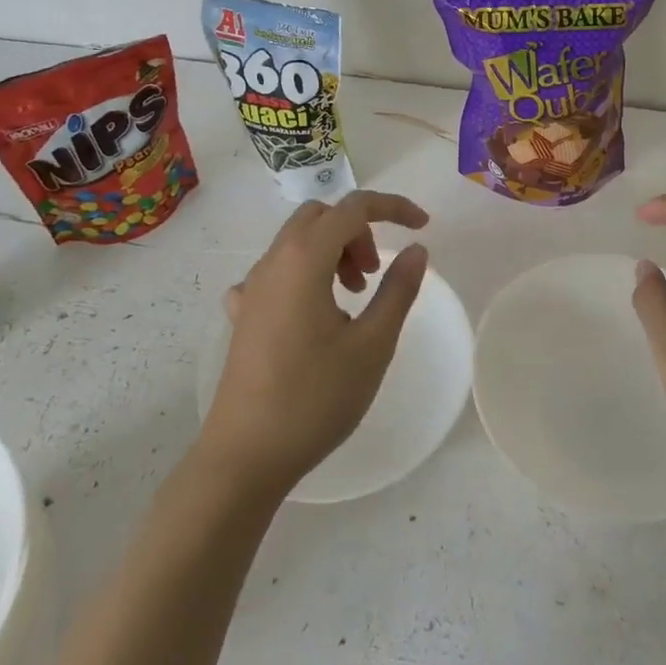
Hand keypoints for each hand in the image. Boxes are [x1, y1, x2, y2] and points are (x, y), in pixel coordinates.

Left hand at [198, 191, 429, 500]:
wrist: (244, 457)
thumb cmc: (315, 398)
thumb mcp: (372, 344)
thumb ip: (398, 289)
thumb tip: (417, 249)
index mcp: (305, 259)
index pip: (353, 207)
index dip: (393, 207)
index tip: (423, 226)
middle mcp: (273, 262)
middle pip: (321, 217)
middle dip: (357, 231)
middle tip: (375, 274)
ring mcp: (252, 288)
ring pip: (297, 242)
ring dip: (332, 252)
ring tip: (353, 299)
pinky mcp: (242, 315)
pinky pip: (277, 273)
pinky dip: (305, 275)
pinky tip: (312, 315)